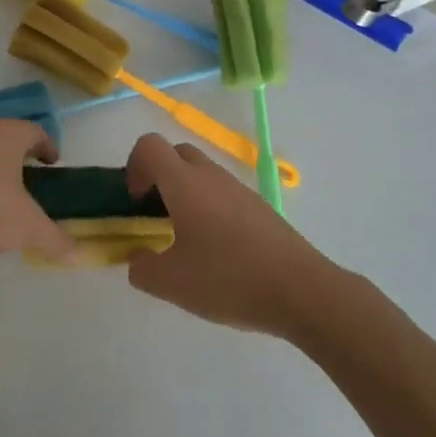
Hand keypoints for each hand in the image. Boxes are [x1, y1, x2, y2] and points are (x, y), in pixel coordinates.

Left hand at [0, 119, 73, 265]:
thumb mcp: (26, 228)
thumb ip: (55, 239)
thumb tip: (78, 253)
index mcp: (6, 135)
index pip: (36, 132)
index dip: (49, 148)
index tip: (54, 166)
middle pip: (8, 140)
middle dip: (22, 160)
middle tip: (33, 186)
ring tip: (2, 201)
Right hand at [124, 134, 335, 337]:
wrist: (301, 290)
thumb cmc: (229, 280)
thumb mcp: (171, 284)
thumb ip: (141, 268)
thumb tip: (138, 257)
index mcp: (185, 183)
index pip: (149, 146)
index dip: (134, 167)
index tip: (136, 203)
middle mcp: (211, 176)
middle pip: (176, 153)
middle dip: (158, 177)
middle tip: (156, 216)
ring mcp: (239, 189)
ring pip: (202, 173)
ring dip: (184, 193)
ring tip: (185, 239)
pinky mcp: (259, 206)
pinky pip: (223, 192)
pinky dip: (209, 207)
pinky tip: (217, 251)